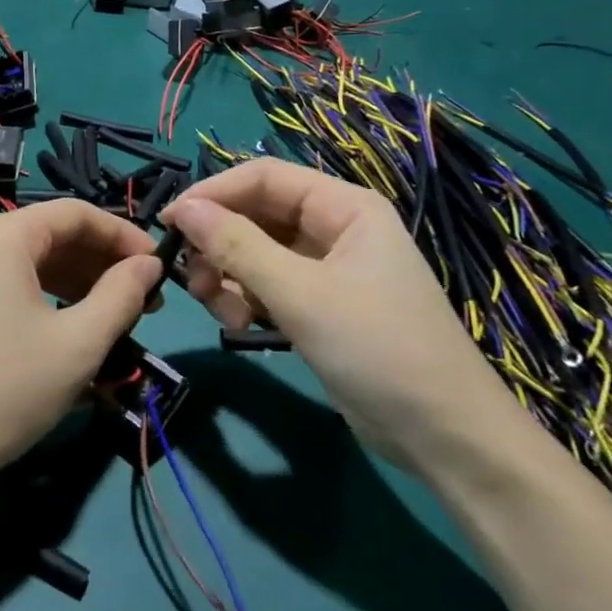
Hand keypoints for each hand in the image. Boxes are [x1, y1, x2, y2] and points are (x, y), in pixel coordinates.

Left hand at [0, 199, 162, 491]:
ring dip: (77, 284)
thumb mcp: (78, 343)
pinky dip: (45, 299)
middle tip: (144, 303)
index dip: (125, 237)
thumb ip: (122, 295)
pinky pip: (7, 285)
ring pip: (30, 263)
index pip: (78, 214)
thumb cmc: (5, 389)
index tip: (159, 268)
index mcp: (3, 235)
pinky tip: (68, 331)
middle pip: (52, 235)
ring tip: (113, 320)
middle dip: (102, 265)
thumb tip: (150, 264)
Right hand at [162, 159, 526, 477]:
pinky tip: (243, 324)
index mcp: (344, 207)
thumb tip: (183, 207)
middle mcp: (335, 228)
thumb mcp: (302, 294)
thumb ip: (238, 247)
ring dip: (229, 275)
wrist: (442, 433)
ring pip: (257, 252)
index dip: (213, 193)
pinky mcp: (320, 305)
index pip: (263, 178)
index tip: (169, 224)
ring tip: (222, 310)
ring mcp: (328, 269)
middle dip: (219, 243)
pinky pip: (268, 284)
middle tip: (192, 281)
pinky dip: (247, 298)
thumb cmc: (378, 348)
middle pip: (257, 215)